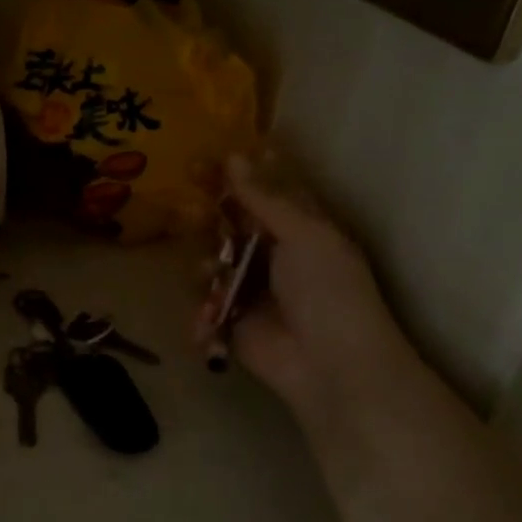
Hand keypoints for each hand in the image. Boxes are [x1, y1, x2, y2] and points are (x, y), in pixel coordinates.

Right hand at [201, 156, 413, 424]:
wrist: (331, 365)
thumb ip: (264, 197)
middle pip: (228, 225)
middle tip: (190, 212)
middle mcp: (272, 254)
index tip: (202, 162)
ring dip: (205, 268)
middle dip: (206, 218)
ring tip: (212, 277)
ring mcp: (250, 289)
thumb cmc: (328, 290)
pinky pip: (204, 306)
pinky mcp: (232, 322)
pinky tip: (211, 319)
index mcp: (298, 227)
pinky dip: (204, 313)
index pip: (261, 191)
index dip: (233, 176)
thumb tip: (234, 156)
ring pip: (210, 263)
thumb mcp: (304, 233)